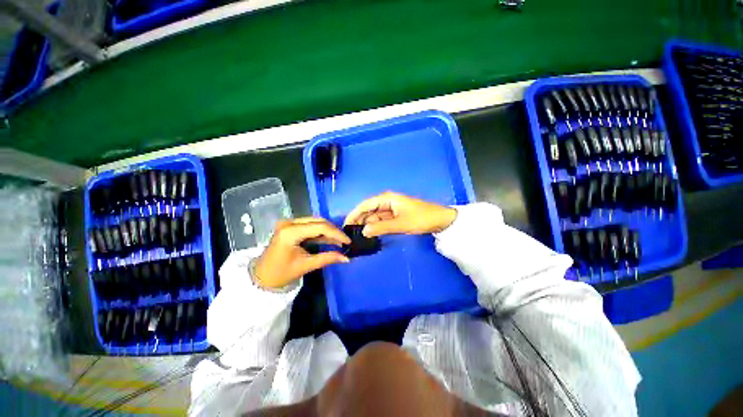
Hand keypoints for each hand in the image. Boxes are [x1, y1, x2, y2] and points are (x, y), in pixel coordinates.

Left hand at [254, 218, 350, 288]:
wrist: (261, 277)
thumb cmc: (281, 274)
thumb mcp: (306, 265)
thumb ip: (328, 258)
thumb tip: (347, 258)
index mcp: (290, 232)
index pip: (320, 227)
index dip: (336, 233)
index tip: (348, 241)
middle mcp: (289, 223)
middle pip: (318, 221)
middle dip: (333, 231)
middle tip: (344, 241)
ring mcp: (288, 223)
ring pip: (315, 222)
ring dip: (328, 231)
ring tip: (339, 241)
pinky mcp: (289, 226)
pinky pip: (309, 225)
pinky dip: (320, 232)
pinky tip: (329, 239)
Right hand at [344, 192, 456, 237]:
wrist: (440, 220)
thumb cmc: (421, 219)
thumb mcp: (400, 224)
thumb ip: (381, 228)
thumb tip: (364, 232)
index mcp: (387, 198)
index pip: (365, 205)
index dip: (354, 214)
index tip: (346, 225)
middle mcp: (386, 201)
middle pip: (368, 210)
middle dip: (359, 220)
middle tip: (350, 234)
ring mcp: (390, 209)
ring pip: (374, 216)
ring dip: (367, 225)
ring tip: (358, 236)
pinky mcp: (394, 215)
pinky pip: (381, 220)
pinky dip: (375, 227)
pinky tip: (370, 234)